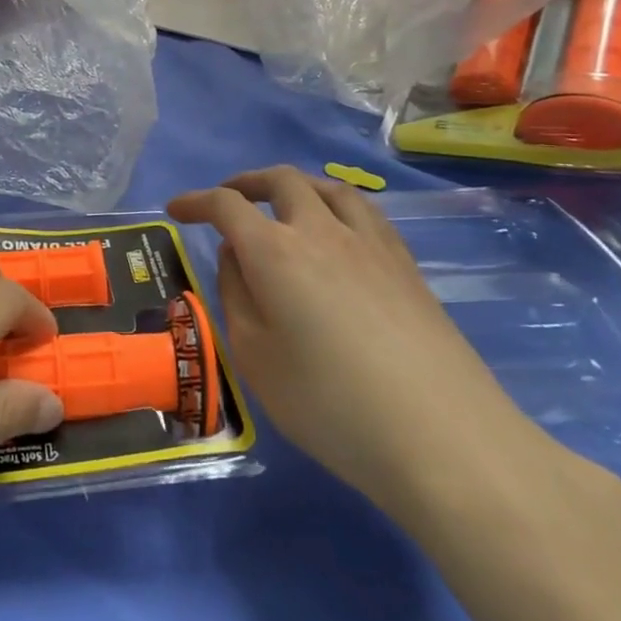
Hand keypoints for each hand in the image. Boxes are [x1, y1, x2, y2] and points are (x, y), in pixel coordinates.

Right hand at [169, 166, 553, 529]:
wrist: (443, 439)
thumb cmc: (329, 405)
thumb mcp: (255, 358)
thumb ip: (236, 296)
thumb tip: (236, 256)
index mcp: (275, 252)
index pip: (227, 206)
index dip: (197, 201)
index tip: (176, 210)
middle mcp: (322, 232)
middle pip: (281, 181)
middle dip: (245, 182)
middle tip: (227, 200)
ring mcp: (371, 245)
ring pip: (329, 188)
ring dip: (295, 186)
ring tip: (282, 203)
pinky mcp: (407, 266)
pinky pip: (364, 212)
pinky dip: (335, 205)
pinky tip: (337, 232)